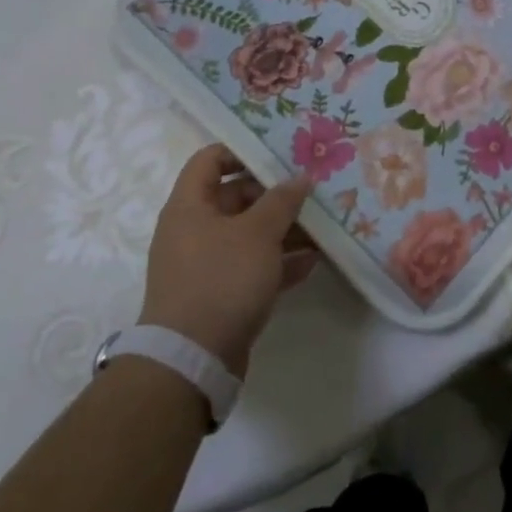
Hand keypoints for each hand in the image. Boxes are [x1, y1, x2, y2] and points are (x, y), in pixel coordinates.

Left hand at [139, 146, 318, 375]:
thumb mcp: (258, 233)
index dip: (242, 150)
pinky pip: (253, 268)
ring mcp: (206, 265)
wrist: (191, 361)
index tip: (279, 153)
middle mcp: (193, 230)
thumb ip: (282, 201)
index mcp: (189, 206)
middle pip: (235, 197)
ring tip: (322, 227)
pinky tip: (312, 262)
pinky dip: (279, 263)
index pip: (210, 160)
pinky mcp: (220, 295)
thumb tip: (300, 177)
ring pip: (249, 235)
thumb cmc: (221, 280)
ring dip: (283, 230)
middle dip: (275, 194)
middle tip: (312, 191)